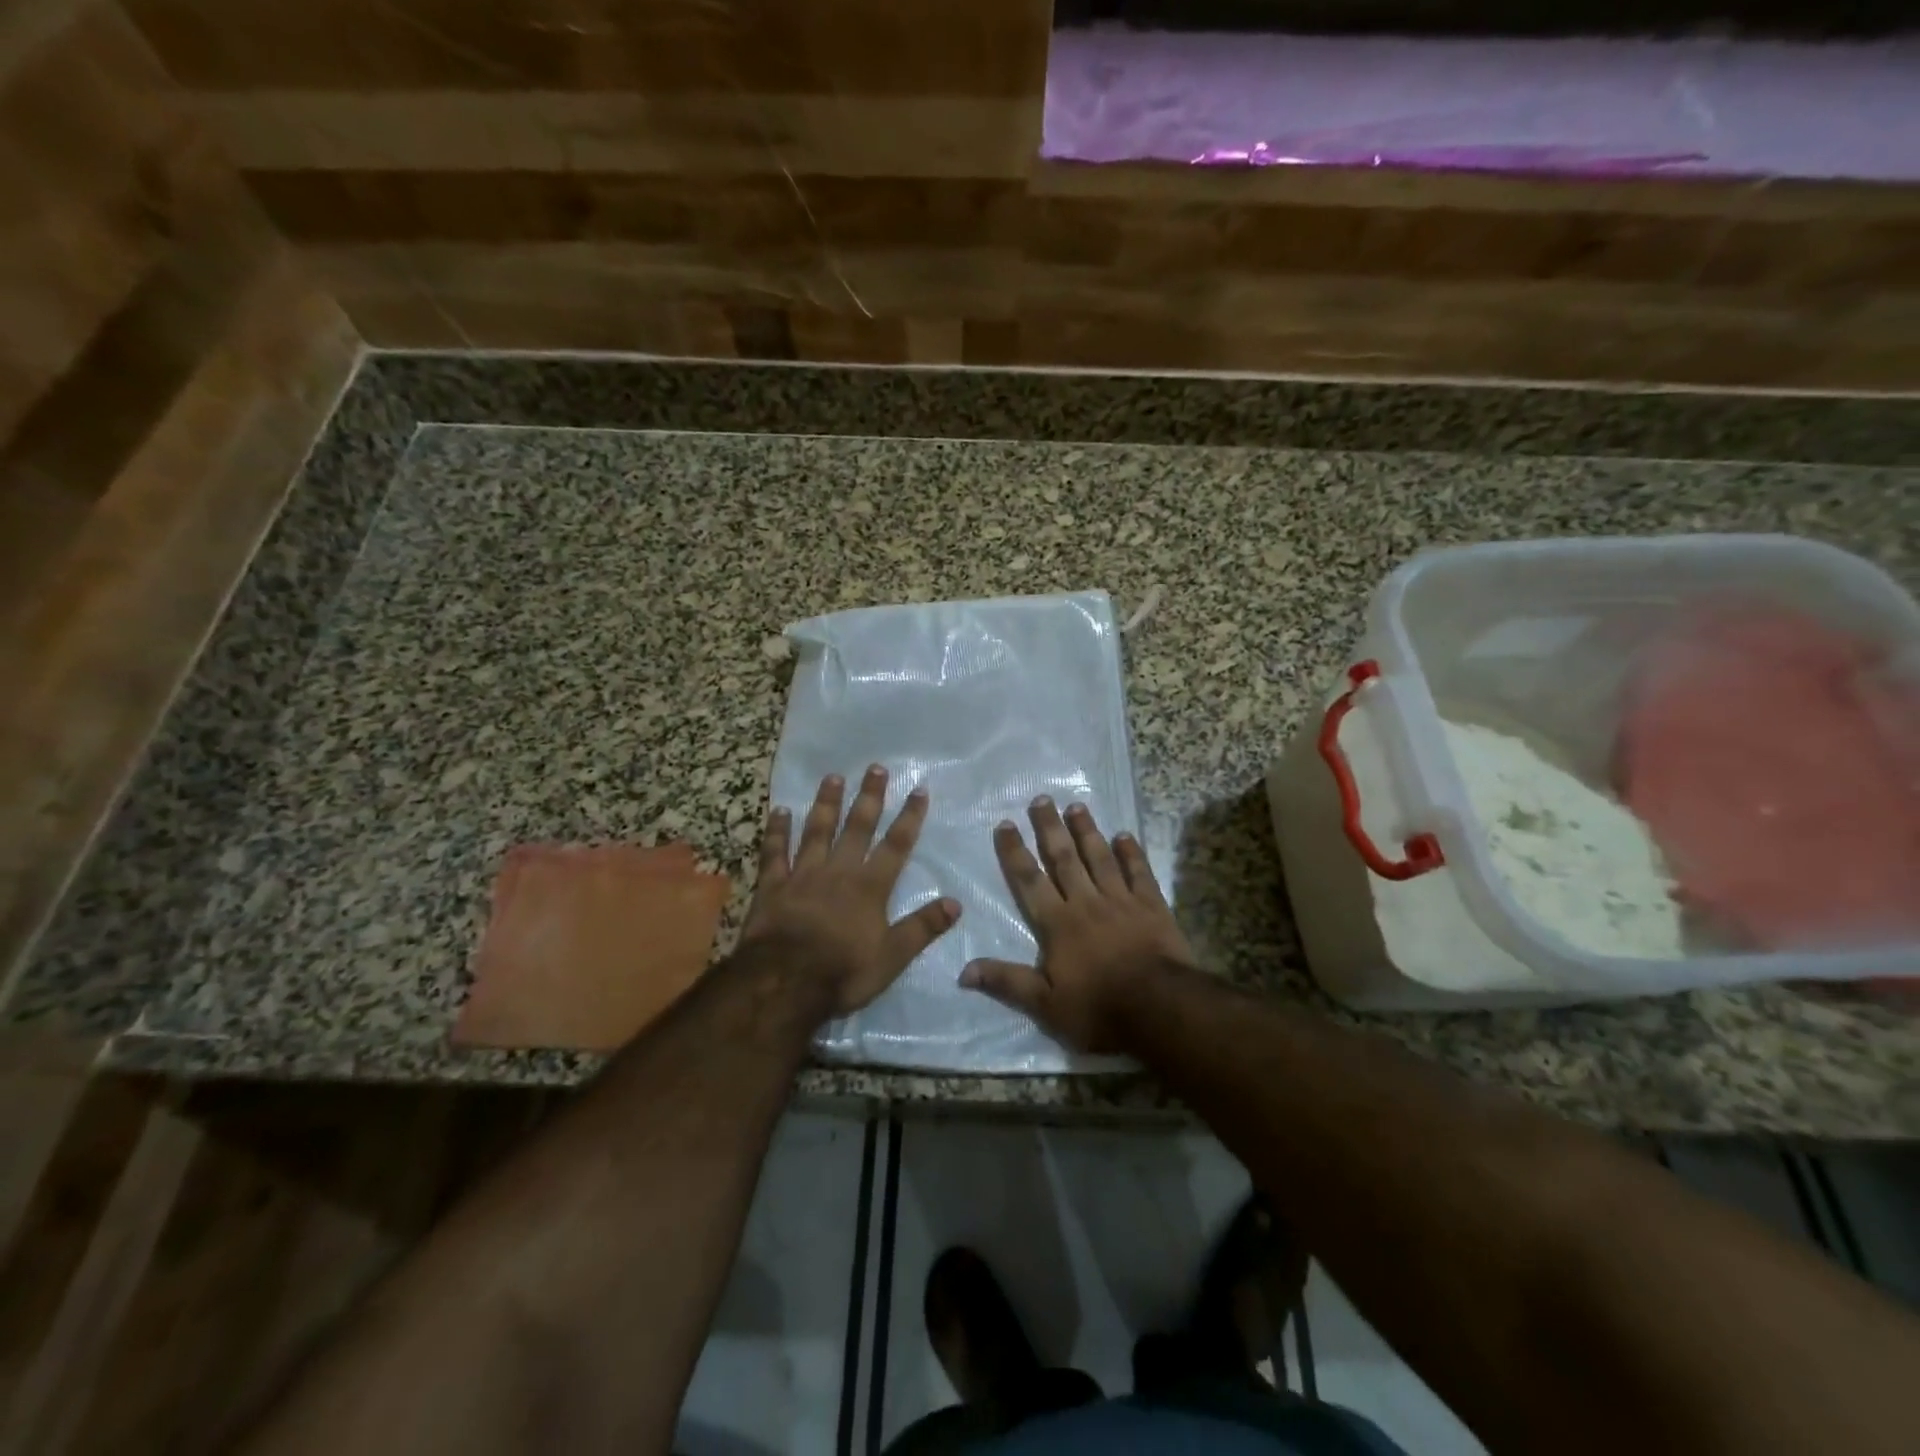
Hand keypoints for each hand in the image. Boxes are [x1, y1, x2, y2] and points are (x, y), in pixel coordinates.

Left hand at [743, 766, 960, 1016]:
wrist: (783, 983)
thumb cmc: (842, 971)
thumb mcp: (892, 957)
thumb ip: (923, 927)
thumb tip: (956, 903)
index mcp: (870, 887)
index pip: (896, 845)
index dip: (910, 817)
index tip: (919, 790)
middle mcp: (839, 871)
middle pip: (857, 827)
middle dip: (869, 797)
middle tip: (876, 768)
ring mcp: (803, 874)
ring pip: (817, 831)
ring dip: (826, 803)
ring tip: (833, 777)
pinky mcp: (772, 885)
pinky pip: (775, 852)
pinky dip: (777, 830)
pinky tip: (779, 810)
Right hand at [960, 797, 1196, 1052]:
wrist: (1161, 1009)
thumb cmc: (1099, 1009)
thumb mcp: (1046, 1006)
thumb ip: (1007, 983)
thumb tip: (964, 970)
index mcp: (1058, 924)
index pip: (1030, 881)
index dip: (1015, 852)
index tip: (1005, 824)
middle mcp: (1086, 903)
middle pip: (1064, 859)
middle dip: (1050, 828)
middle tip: (1041, 799)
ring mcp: (1122, 901)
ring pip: (1100, 858)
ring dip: (1087, 831)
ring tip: (1077, 806)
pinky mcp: (1152, 907)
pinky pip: (1139, 873)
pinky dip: (1132, 853)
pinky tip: (1125, 835)